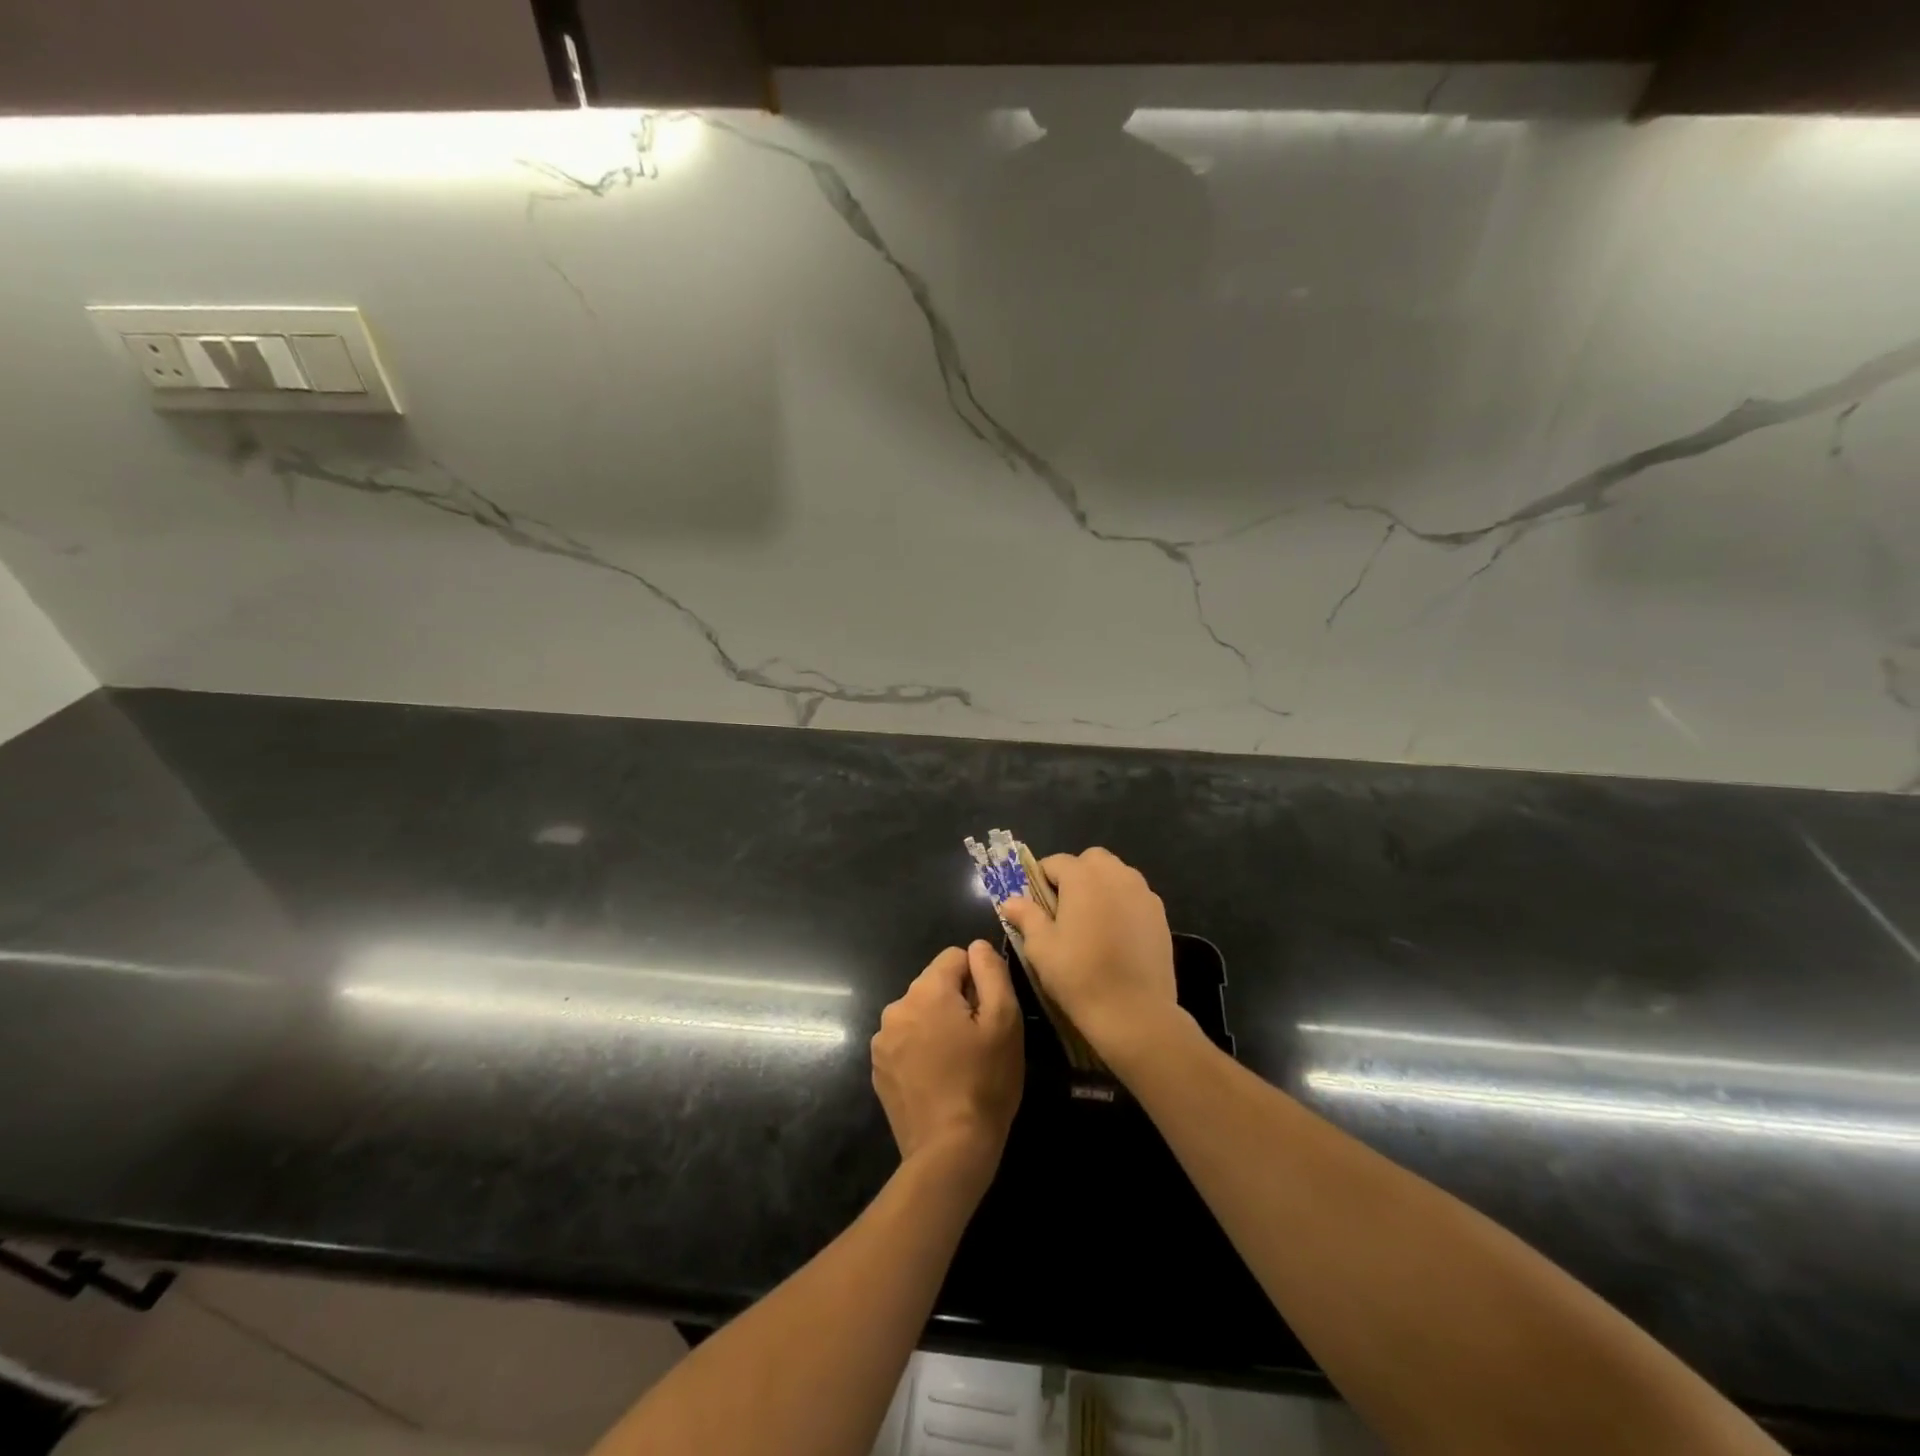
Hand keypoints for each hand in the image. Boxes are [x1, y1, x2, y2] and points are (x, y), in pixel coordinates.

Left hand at [871, 941, 1023, 1172]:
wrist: (949, 1151)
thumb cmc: (985, 1082)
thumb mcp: (1004, 1021)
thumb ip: (991, 973)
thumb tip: (977, 946)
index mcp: (926, 991)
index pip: (955, 957)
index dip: (978, 979)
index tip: (988, 1014)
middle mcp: (896, 1007)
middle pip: (934, 986)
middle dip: (956, 1003)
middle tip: (977, 1043)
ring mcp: (882, 1040)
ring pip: (919, 1014)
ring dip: (937, 1026)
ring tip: (958, 1064)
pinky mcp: (878, 1069)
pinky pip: (906, 1041)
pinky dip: (921, 1050)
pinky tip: (938, 1080)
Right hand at [1000, 847, 1182, 1060]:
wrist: (1135, 1012)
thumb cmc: (1079, 975)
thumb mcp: (1041, 947)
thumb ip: (1026, 916)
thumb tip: (1011, 900)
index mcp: (1083, 876)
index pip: (1055, 862)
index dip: (1040, 880)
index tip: (1036, 906)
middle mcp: (1116, 874)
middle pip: (1091, 861)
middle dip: (1075, 876)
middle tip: (1064, 910)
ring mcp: (1143, 893)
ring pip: (1116, 876)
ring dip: (1101, 887)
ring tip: (1091, 922)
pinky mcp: (1161, 914)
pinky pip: (1134, 897)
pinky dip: (1122, 905)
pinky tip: (1116, 936)